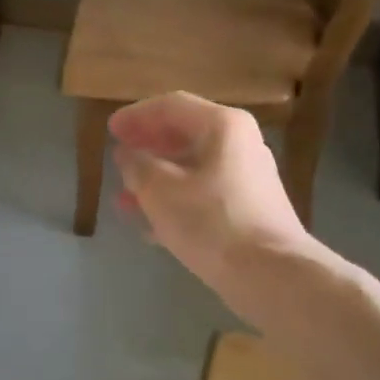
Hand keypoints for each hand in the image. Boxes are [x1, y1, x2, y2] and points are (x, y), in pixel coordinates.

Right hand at [109, 92, 312, 307]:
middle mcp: (240, 144)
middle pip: (184, 135)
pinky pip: (203, 194)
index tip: (110, 129)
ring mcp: (247, 178)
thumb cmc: (210, 221)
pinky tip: (150, 225)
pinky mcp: (248, 209)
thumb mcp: (159, 189)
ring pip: (192, 168)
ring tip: (124, 198)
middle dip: (146, 148)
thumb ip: (137, 165)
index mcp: (222, 126)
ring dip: (156, 179)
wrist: (269, 274)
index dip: (136, 116)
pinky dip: (175, 201)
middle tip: (118, 158)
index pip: (171, 106)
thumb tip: (128, 154)